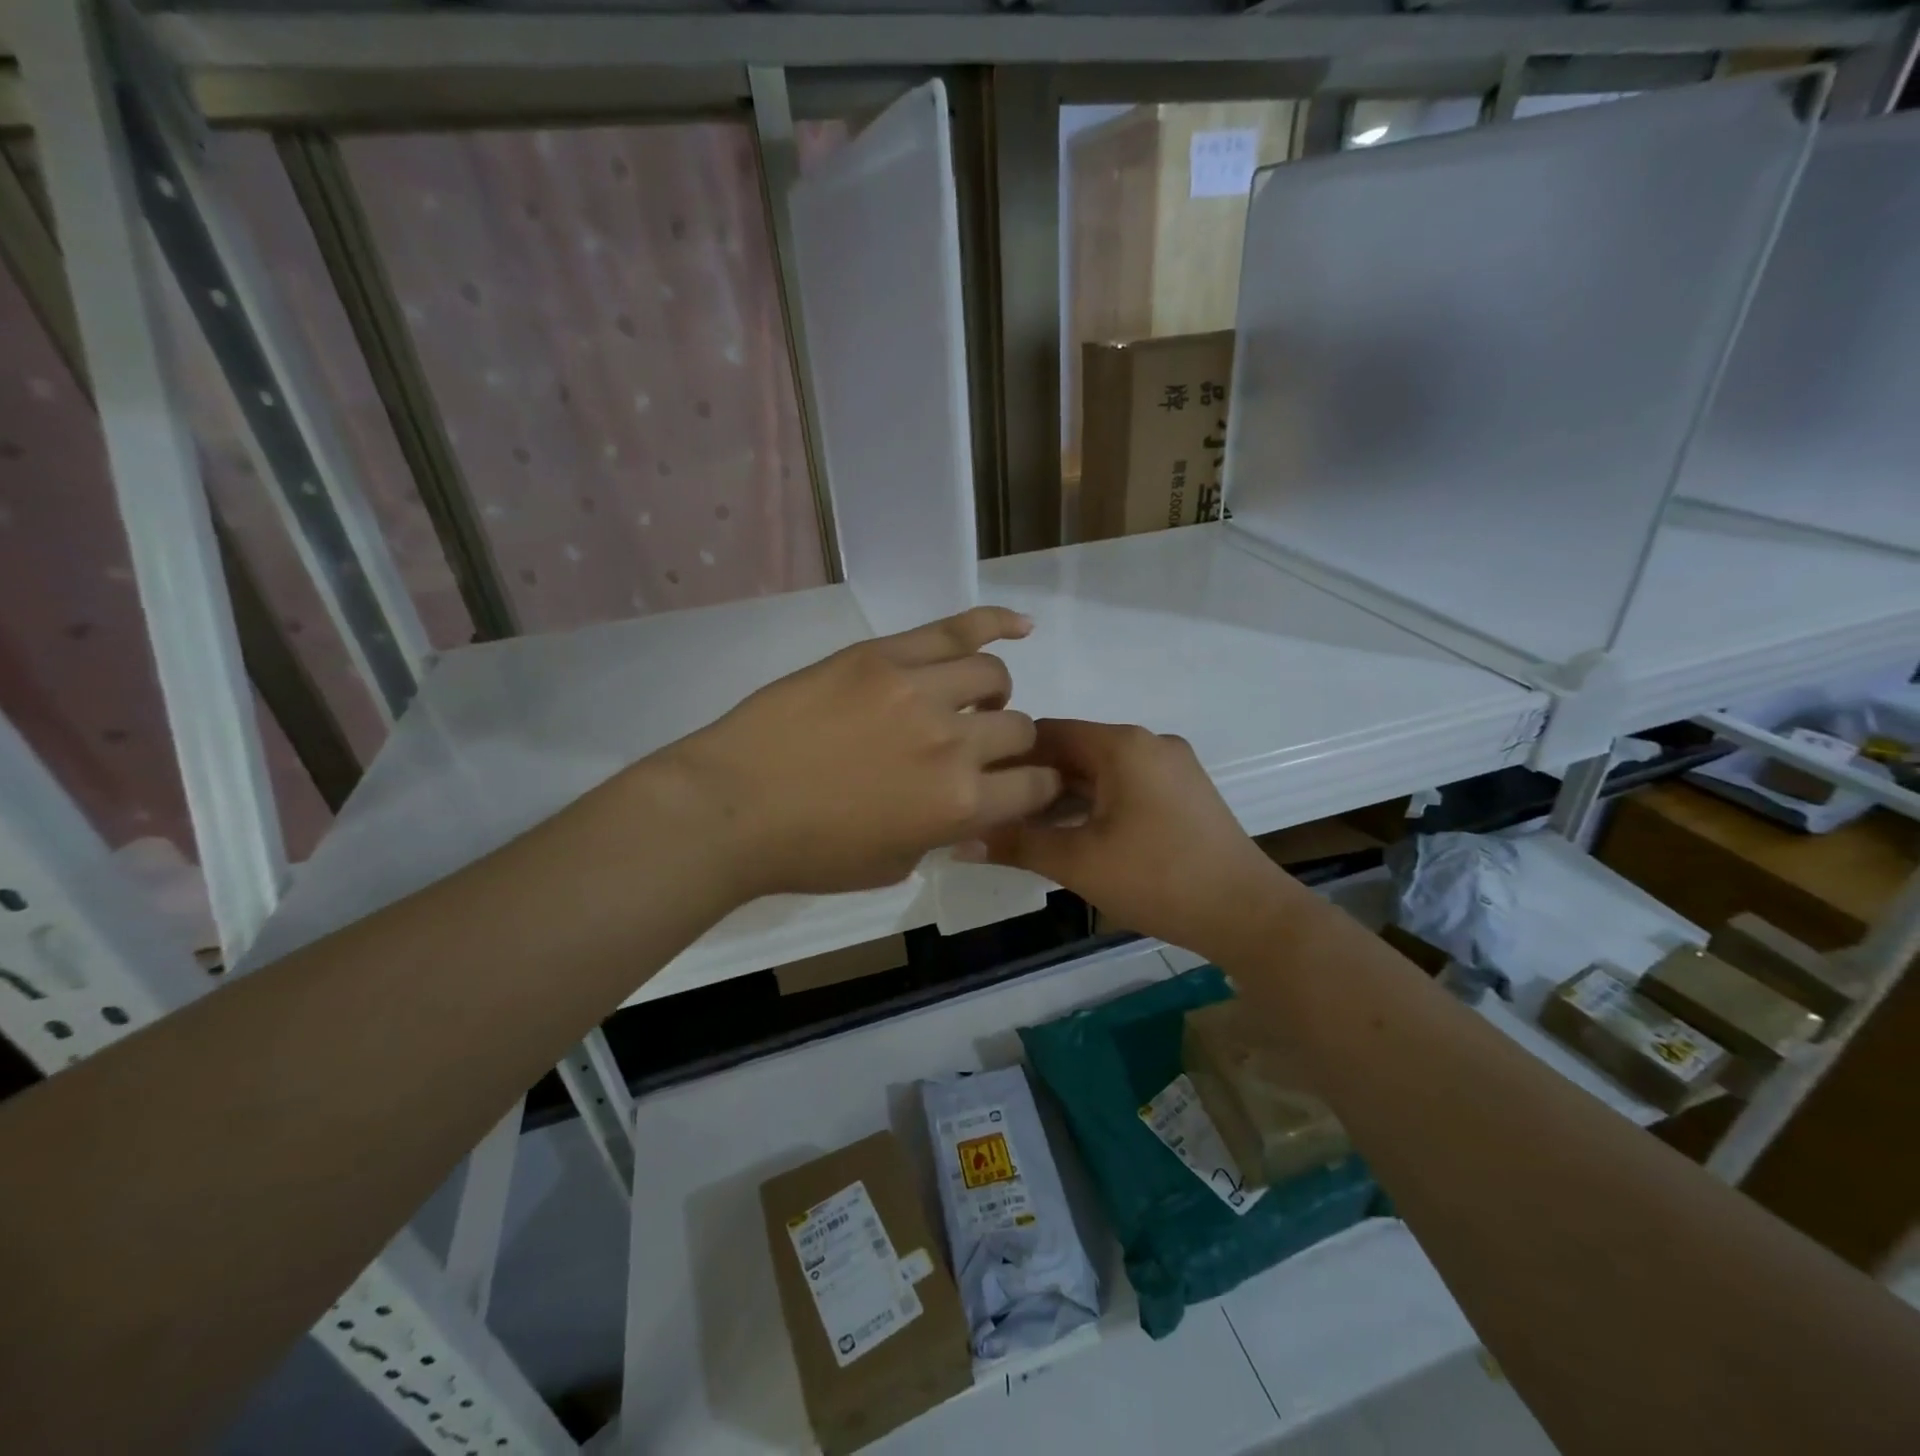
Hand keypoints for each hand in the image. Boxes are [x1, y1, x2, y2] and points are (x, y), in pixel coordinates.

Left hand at [651, 607, 1062, 900]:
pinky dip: (994, 622)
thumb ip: (942, 832)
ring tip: (967, 700)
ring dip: (991, 693)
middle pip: (1017, 728)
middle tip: (976, 750)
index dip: (1039, 787)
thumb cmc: (808, 853)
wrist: (732, 806)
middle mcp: (953, 742)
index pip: (1036, 787)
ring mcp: (918, 690)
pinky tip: (1019, 623)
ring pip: (991, 674)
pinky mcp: (882, 655)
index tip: (1023, 784)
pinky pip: (953, 628)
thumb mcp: (893, 864)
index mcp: (959, 805)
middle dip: (1008, 744)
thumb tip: (963, 803)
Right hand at [977, 719, 1302, 961]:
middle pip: (1075, 750)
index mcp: (1123, 745)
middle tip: (996, 813)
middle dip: (1034, 780)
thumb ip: (1017, 845)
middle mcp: (1149, 742)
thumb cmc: (1158, 879)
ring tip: (1027, 827)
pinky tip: (1074, 832)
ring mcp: (1172, 766)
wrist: (1248, 913)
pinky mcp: (1184, 791)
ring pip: (1100, 769)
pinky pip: (1125, 784)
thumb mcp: (1079, 863)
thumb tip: (958, 842)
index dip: (1008, 756)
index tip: (978, 785)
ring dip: (1063, 794)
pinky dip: (1095, 802)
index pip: (1048, 732)